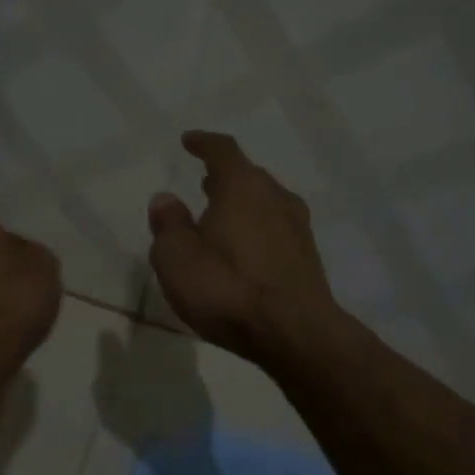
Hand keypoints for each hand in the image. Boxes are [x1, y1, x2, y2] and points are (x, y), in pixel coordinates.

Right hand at [147, 131, 344, 365]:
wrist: (296, 334)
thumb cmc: (228, 288)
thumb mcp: (177, 258)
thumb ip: (168, 225)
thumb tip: (166, 199)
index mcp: (242, 187)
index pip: (223, 151)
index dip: (204, 143)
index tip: (189, 141)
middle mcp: (276, 197)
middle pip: (248, 176)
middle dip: (224, 177)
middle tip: (203, 183)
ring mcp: (298, 227)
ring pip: (265, 203)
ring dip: (242, 204)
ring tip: (220, 217)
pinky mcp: (307, 257)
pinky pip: (275, 229)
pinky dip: (256, 229)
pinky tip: (244, 251)